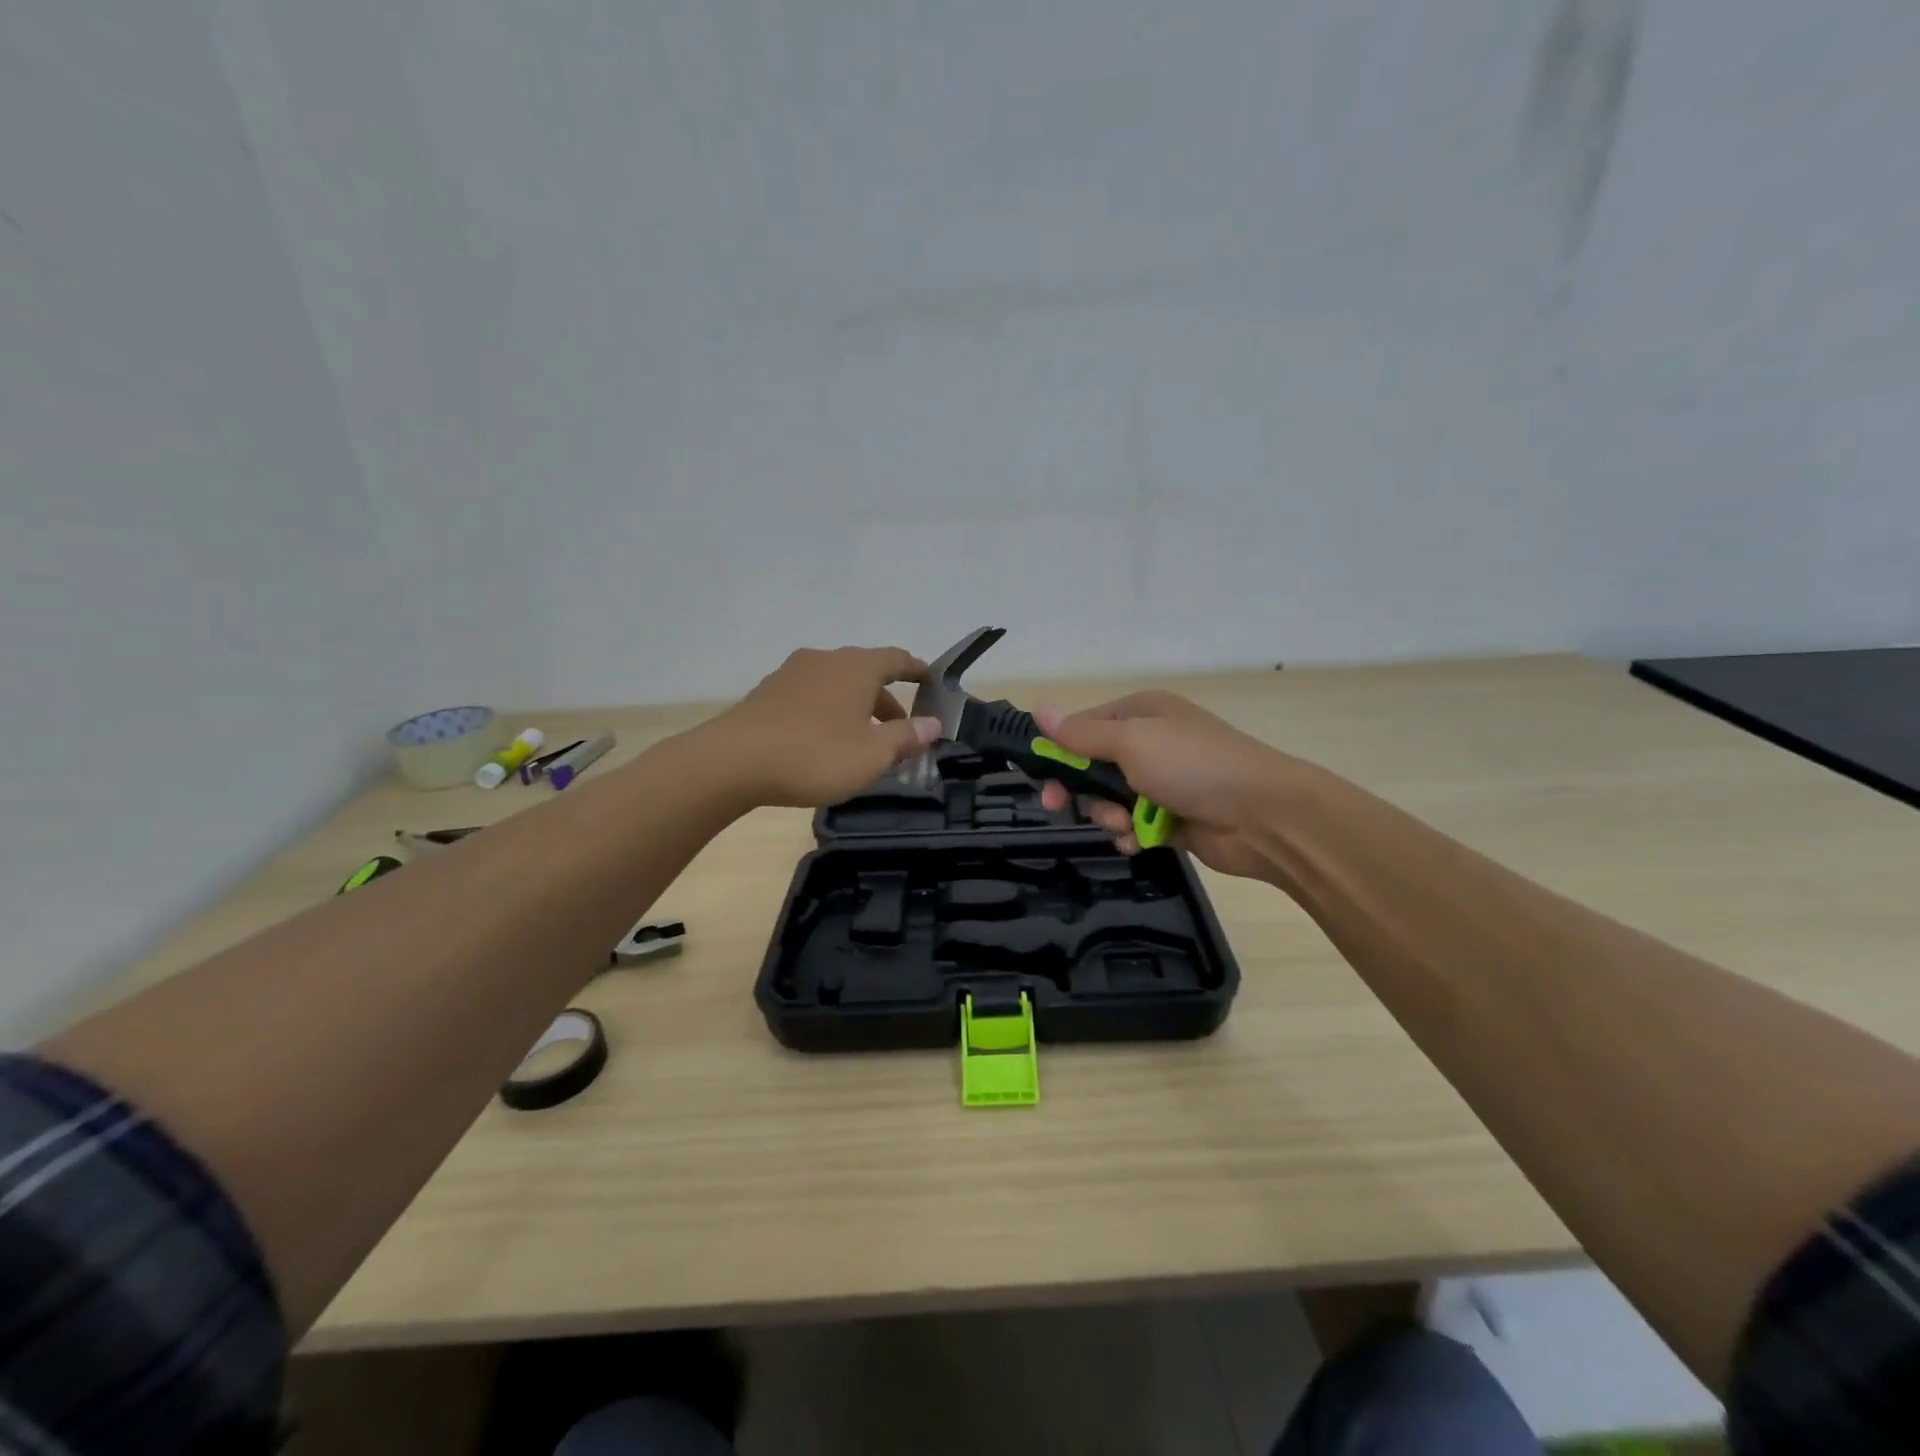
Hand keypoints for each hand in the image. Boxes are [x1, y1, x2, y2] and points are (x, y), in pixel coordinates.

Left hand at [714, 646, 940, 807]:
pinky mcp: (768, 693)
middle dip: (886, 700)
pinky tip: (824, 741)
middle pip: (865, 673)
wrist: (733, 761)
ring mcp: (792, 674)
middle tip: (900, 731)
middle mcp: (825, 660)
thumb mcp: (872, 755)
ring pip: (837, 686)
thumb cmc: (815, 755)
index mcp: (856, 667)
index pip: (896, 659)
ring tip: (862, 741)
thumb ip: (906, 737)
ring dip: (856, 708)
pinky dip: (828, 712)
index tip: (930, 680)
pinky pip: (811, 696)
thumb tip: (933, 724)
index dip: (916, 670)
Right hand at [1033, 692, 1298, 878]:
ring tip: (1127, 825)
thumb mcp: (1130, 742)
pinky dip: (1132, 834)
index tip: (1040, 778)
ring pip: (1110, 800)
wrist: (1263, 815)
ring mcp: (1162, 781)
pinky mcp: (1172, 816)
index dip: (1058, 751)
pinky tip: (1141, 841)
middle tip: (1058, 808)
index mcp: (1140, 714)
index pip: (1083, 727)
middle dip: (1079, 789)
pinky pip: (1133, 825)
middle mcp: (1149, 743)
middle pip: (1092, 766)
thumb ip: (1081, 734)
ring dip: (1109, 815)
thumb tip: (1039, 709)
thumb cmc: (1192, 766)